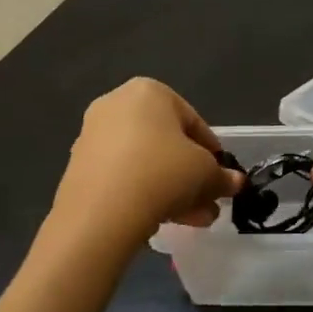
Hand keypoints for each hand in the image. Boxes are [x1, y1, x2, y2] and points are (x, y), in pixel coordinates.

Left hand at [54, 79, 244, 244]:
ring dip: (172, 189)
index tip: (221, 176)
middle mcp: (116, 105)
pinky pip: (123, 177)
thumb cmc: (163, 173)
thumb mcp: (207, 174)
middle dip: (191, 175)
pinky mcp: (79, 167)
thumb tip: (234, 182)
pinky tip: (163, 220)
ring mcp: (93, 136)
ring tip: (192, 219)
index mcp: (149, 91)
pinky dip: (145, 193)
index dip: (213, 152)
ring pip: (146, 163)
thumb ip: (223, 176)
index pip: (194, 121)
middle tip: (208, 201)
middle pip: (167, 143)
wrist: (101, 212)